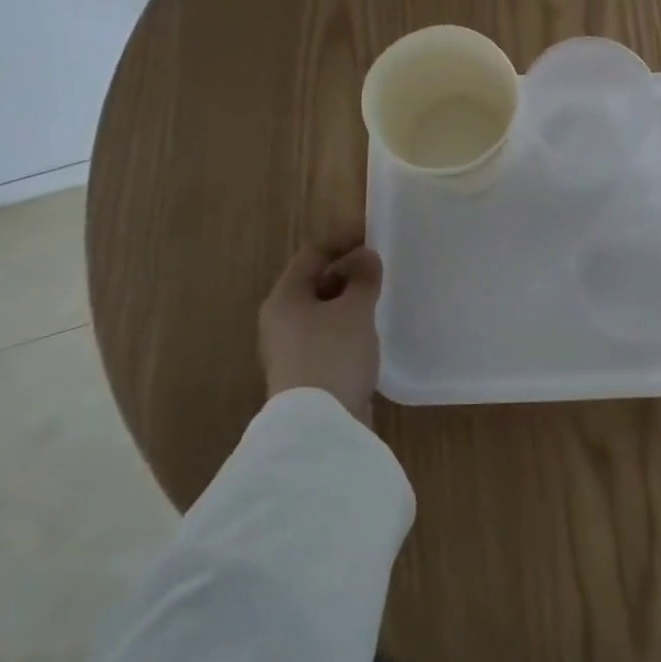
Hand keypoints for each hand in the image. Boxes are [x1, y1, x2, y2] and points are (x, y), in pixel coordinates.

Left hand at [258, 232, 383, 424]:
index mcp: (284, 298)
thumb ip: (363, 278)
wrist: (320, 427)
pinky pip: (328, 337)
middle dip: (346, 271)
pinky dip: (347, 327)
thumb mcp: (355, 310)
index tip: (372, 234)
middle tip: (379, 267)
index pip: (312, 254)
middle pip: (314, 282)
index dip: (342, 239)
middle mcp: (280, 320)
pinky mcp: (306, 374)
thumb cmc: (333, 355)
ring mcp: (290, 350)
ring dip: (348, 301)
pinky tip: (369, 333)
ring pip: (321, 312)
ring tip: (379, 297)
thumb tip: (366, 256)